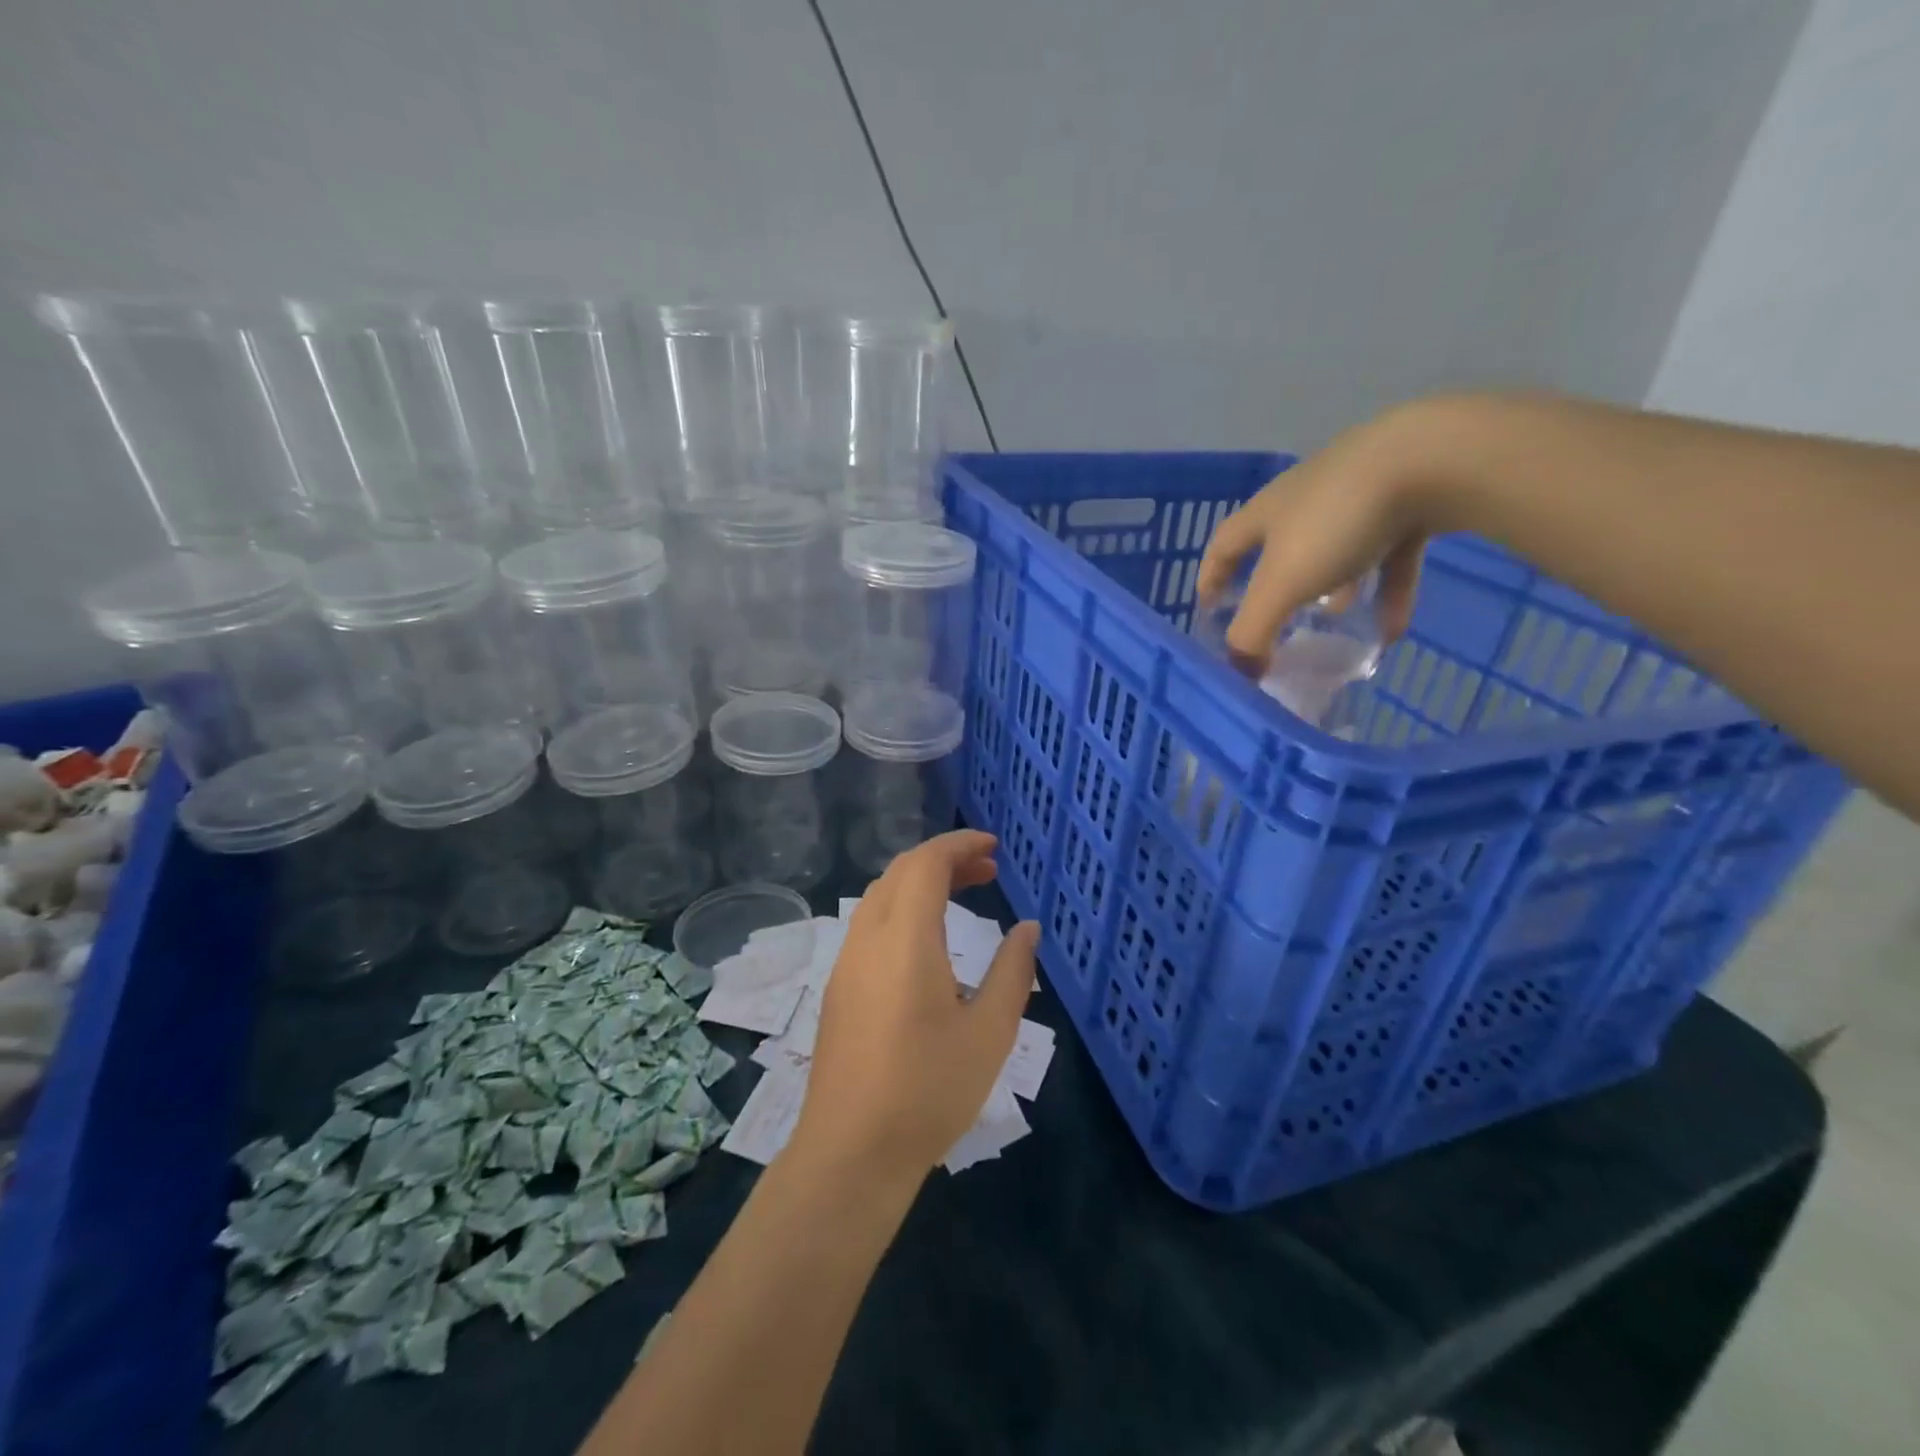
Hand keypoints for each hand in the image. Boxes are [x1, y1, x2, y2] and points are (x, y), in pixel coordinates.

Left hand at [793, 830, 1039, 1182]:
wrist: (851, 1152)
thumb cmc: (929, 1090)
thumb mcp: (989, 1032)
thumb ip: (1013, 971)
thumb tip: (1027, 928)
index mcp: (905, 939)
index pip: (927, 863)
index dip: (960, 844)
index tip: (993, 847)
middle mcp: (868, 937)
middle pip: (902, 872)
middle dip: (945, 859)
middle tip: (988, 870)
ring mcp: (847, 962)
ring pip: (882, 895)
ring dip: (921, 882)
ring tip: (963, 896)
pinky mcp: (839, 987)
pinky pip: (870, 922)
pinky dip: (903, 907)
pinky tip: (928, 940)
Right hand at [1197, 401, 1444, 666]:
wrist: (1432, 458)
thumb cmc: (1336, 522)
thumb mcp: (1282, 586)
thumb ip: (1253, 633)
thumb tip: (1240, 672)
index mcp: (1266, 512)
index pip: (1224, 545)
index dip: (1212, 577)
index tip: (1208, 607)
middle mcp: (1306, 498)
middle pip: (1280, 545)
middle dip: (1276, 583)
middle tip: (1276, 618)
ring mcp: (1360, 494)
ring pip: (1336, 549)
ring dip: (1332, 585)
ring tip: (1333, 621)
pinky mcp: (1410, 498)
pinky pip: (1390, 554)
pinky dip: (1386, 591)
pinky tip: (1391, 630)